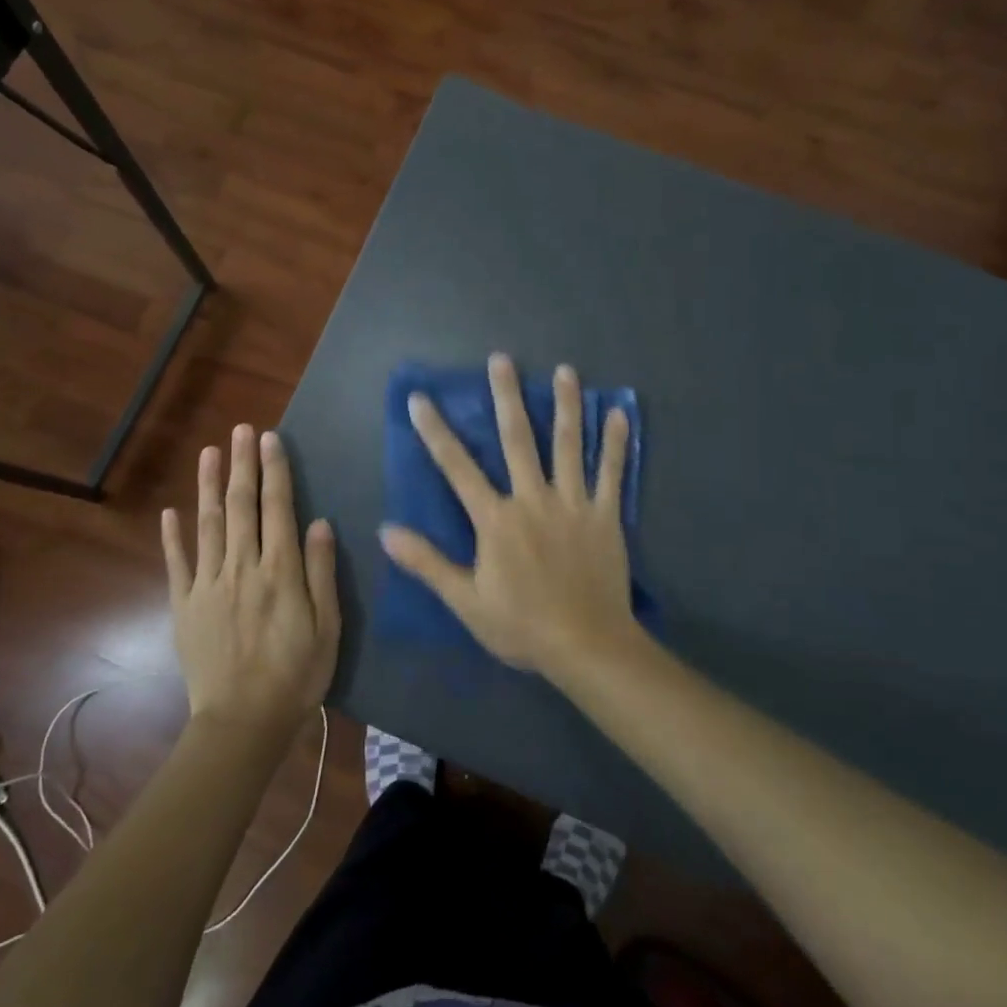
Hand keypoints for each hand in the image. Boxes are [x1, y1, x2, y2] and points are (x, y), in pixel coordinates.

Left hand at [163, 425, 339, 735]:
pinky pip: (177, 563)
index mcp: (279, 571)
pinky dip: (173, 535)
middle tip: (242, 429)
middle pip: (240, 506)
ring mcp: (208, 585)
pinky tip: (171, 511)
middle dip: (242, 465)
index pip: (277, 508)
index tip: (270, 439)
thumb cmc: (296, 675)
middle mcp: (242, 567)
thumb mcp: (327, 627)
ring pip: (207, 524)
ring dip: (208, 485)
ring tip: (210, 452)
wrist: (242, 724)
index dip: (274, 471)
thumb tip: (319, 522)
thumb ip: (321, 572)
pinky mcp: (184, 606)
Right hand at [380, 354, 640, 681]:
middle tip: (501, 360)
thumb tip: (386, 531)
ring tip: (565, 370)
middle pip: (518, 440)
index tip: (421, 400)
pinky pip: (612, 472)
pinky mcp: (605, 515)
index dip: (436, 432)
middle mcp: (533, 499)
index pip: (458, 468)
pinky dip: (616, 442)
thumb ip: (427, 563)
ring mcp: (573, 504)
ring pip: (568, 445)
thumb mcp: (466, 601)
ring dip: (565, 405)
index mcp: (496, 519)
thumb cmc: (522, 625)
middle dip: (507, 397)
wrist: (586, 646)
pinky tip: (619, 413)